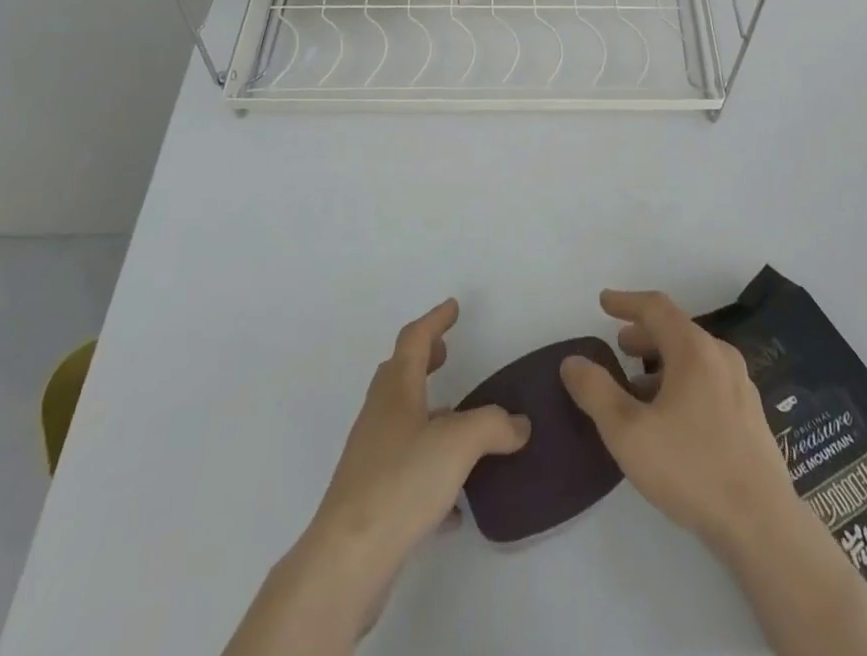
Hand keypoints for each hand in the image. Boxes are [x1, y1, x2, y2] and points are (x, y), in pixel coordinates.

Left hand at [306, 300, 528, 617]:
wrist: (347, 560)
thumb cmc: (402, 481)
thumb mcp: (459, 443)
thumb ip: (494, 425)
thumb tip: (519, 424)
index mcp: (396, 390)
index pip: (415, 339)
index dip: (435, 320)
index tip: (453, 307)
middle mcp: (380, 415)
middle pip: (399, 374)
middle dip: (424, 359)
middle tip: (446, 353)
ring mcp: (371, 457)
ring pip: (400, 420)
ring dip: (426, 410)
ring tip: (456, 418)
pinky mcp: (371, 498)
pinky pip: (404, 469)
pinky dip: (428, 467)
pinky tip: (455, 501)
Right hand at [560, 288, 798, 554]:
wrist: (762, 524)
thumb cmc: (691, 468)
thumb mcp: (628, 432)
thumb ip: (596, 392)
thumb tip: (572, 361)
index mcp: (694, 349)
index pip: (655, 307)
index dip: (626, 302)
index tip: (603, 302)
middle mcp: (720, 356)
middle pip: (676, 331)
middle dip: (643, 335)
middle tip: (619, 347)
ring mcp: (740, 386)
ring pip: (693, 358)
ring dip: (662, 363)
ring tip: (638, 388)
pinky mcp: (750, 416)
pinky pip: (708, 381)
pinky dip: (682, 382)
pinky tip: (671, 418)